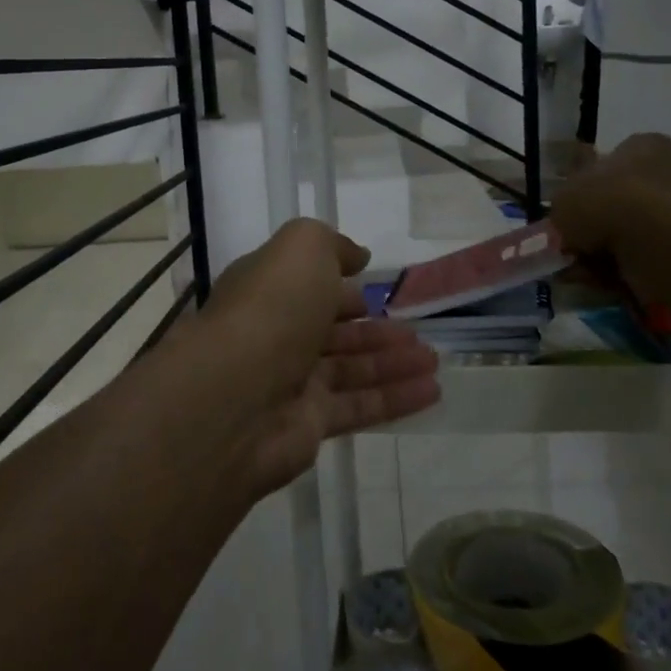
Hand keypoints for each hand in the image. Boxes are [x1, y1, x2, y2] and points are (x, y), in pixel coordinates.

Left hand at [188, 219, 439, 496]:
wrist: (235, 395)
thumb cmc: (271, 308)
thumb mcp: (302, 249)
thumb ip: (331, 245)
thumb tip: (357, 256)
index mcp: (269, 292)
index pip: (309, 289)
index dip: (343, 289)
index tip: (377, 289)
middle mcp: (278, 336)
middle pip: (334, 333)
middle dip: (376, 331)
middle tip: (418, 333)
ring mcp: (291, 384)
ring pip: (352, 370)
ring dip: (394, 363)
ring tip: (435, 360)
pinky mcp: (309, 425)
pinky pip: (360, 407)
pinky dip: (396, 398)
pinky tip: (432, 391)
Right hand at [550, 133, 670, 294]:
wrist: (658, 242)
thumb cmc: (606, 203)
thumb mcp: (563, 198)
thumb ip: (562, 207)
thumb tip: (567, 219)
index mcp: (643, 146)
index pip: (610, 162)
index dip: (584, 190)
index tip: (569, 215)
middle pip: (622, 200)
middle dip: (596, 226)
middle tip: (572, 247)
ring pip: (633, 233)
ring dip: (605, 252)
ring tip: (582, 270)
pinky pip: (647, 256)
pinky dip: (624, 269)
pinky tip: (603, 281)